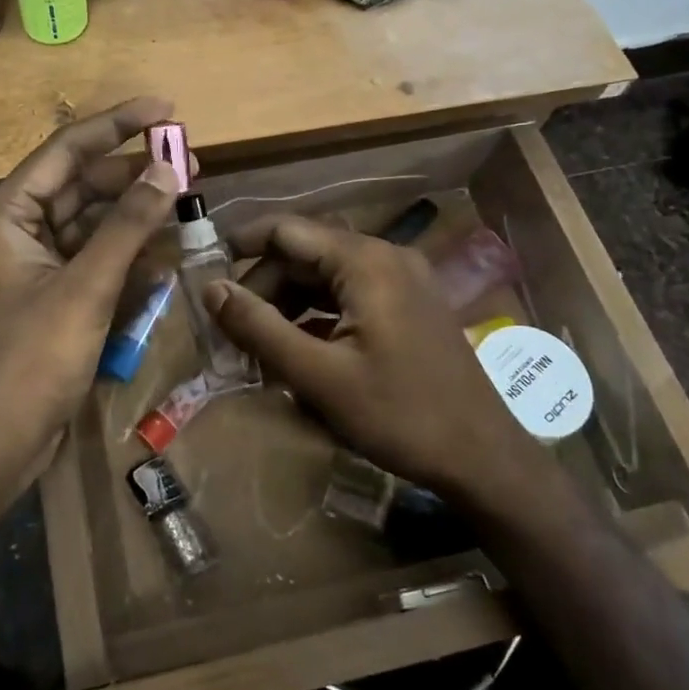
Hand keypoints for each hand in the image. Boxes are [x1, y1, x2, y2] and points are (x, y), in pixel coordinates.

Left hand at [0, 98, 181, 508]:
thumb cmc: (31, 359)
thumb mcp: (85, 287)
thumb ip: (128, 226)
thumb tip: (168, 168)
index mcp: (10, 212)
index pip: (69, 149)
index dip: (118, 124)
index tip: (167, 108)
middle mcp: (21, 229)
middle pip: (85, 184)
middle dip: (135, 174)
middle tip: (192, 162)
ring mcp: (39, 264)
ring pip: (95, 223)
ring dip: (137, 215)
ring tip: (186, 201)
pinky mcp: (56, 296)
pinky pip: (98, 260)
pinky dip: (129, 255)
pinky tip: (165, 253)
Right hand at [205, 215, 552, 508]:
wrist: (483, 458)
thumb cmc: (399, 415)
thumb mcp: (318, 376)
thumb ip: (259, 328)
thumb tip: (211, 289)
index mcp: (365, 262)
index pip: (287, 230)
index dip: (241, 245)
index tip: (205, 273)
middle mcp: (385, 257)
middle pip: (305, 254)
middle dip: (263, 288)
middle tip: (232, 332)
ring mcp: (402, 281)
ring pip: (325, 278)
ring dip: (288, 307)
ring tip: (259, 349)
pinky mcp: (408, 307)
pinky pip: (349, 297)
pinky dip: (317, 319)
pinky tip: (298, 354)